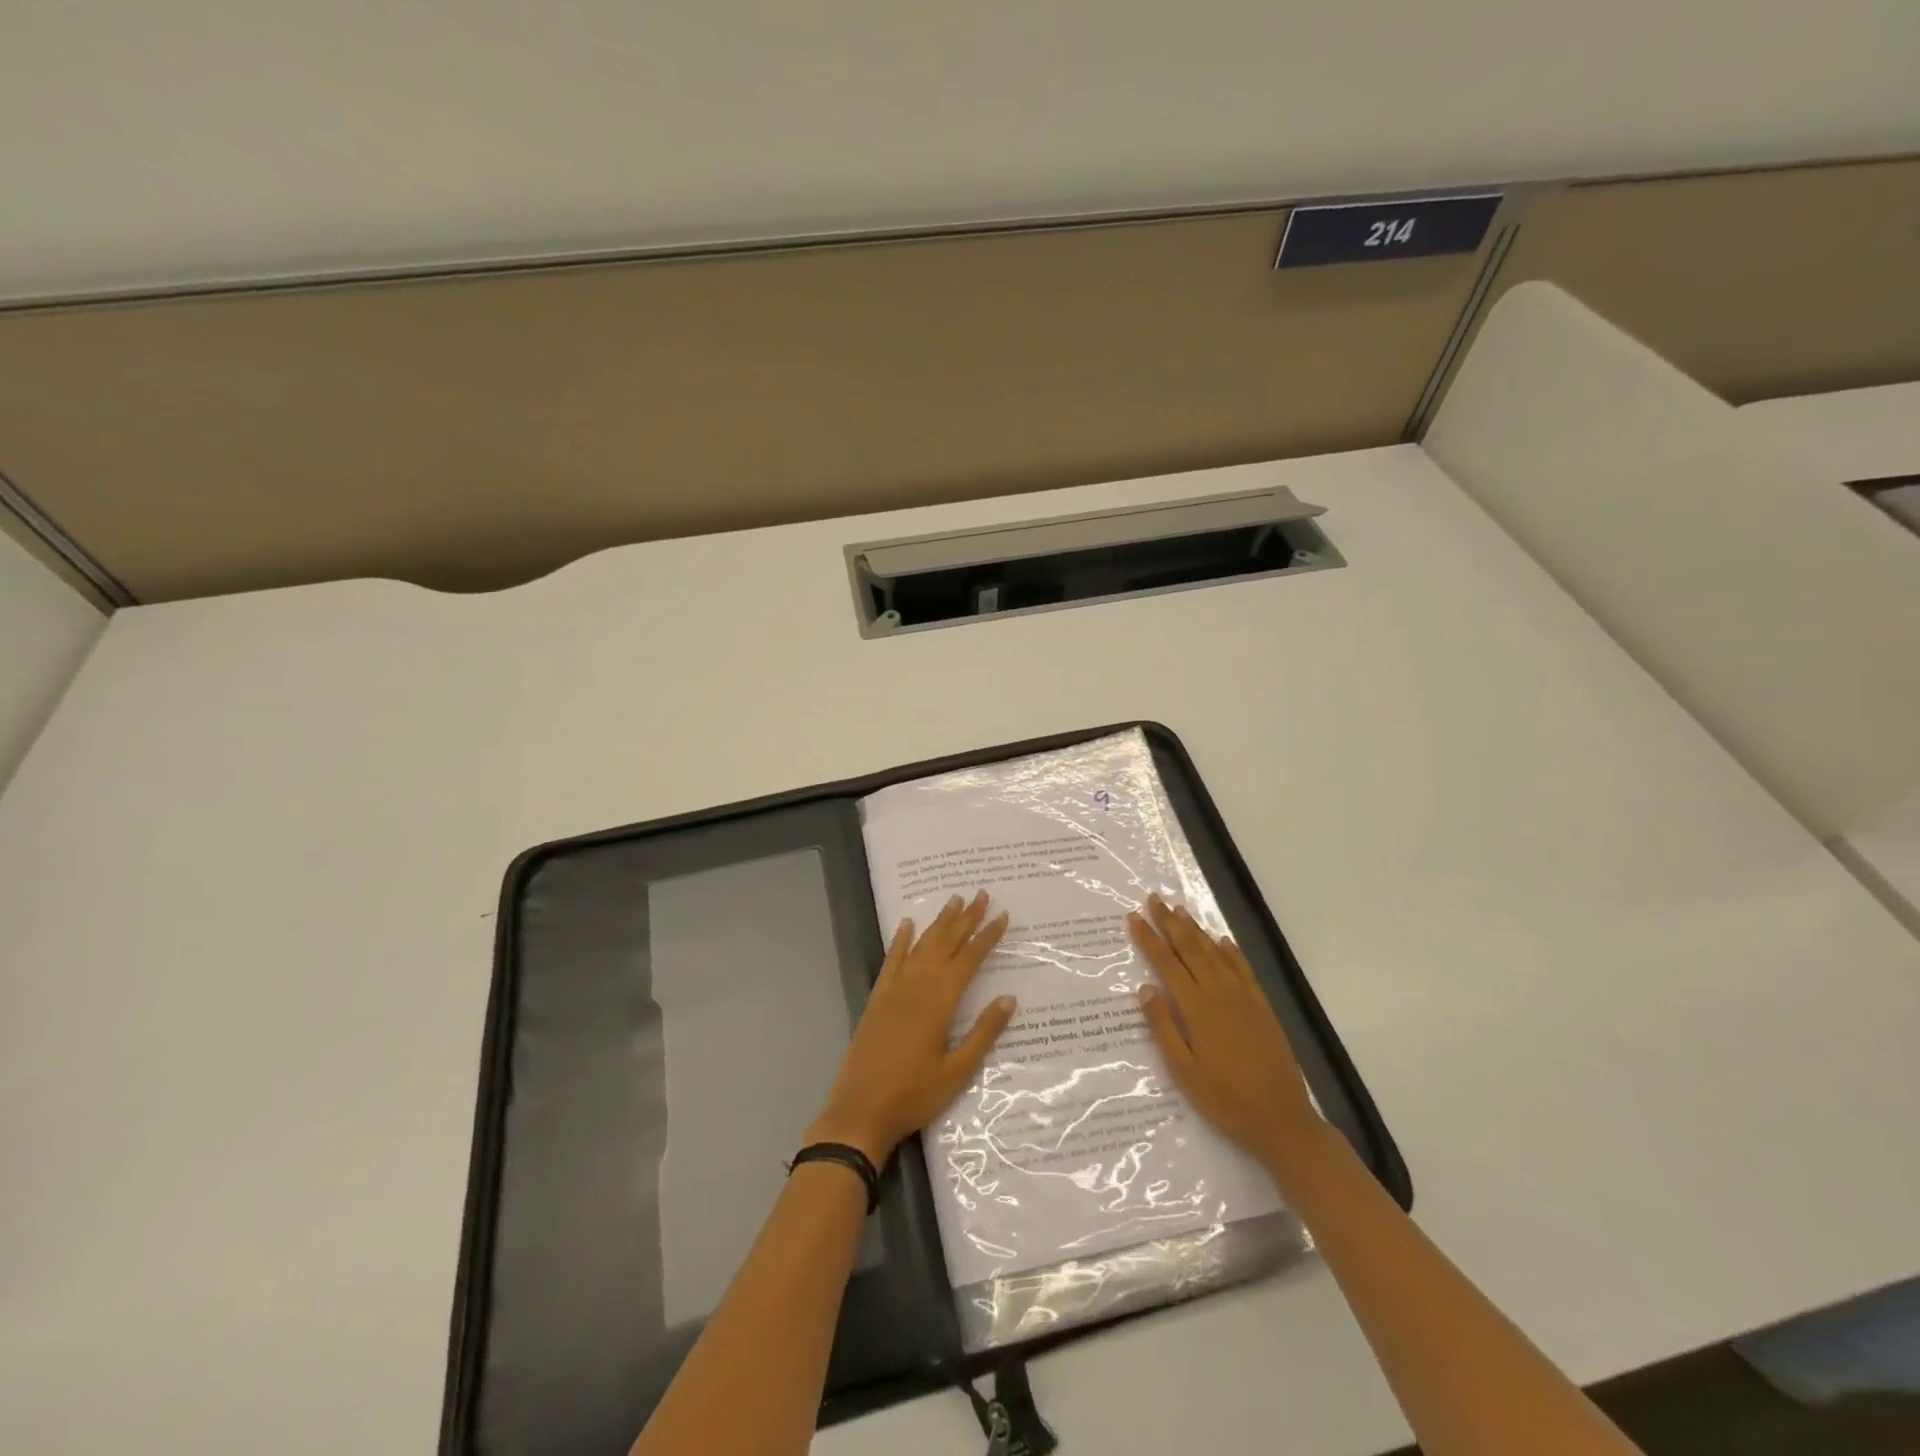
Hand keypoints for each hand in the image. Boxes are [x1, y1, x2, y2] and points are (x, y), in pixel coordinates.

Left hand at [806, 892, 1013, 1164]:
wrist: (859, 1111)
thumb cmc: (913, 1095)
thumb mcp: (957, 1071)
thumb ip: (983, 1033)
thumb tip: (1008, 998)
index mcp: (939, 1001)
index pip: (969, 959)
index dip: (987, 936)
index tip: (1002, 915)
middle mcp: (917, 986)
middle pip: (945, 943)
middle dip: (966, 918)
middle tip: (981, 893)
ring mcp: (894, 990)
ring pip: (921, 945)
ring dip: (938, 922)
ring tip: (954, 901)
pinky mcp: (877, 999)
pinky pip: (891, 961)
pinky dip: (900, 941)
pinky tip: (906, 924)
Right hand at [1128, 895, 1317, 1166]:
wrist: (1281, 1121)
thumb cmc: (1224, 1100)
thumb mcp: (1183, 1071)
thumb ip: (1163, 1027)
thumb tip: (1145, 988)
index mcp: (1197, 1008)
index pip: (1166, 964)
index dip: (1149, 939)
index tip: (1134, 917)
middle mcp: (1220, 994)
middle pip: (1191, 950)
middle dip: (1170, 923)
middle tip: (1154, 899)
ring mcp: (1244, 999)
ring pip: (1216, 954)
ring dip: (1197, 930)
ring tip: (1180, 909)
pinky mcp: (1263, 1008)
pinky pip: (1244, 971)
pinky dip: (1231, 952)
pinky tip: (1222, 940)